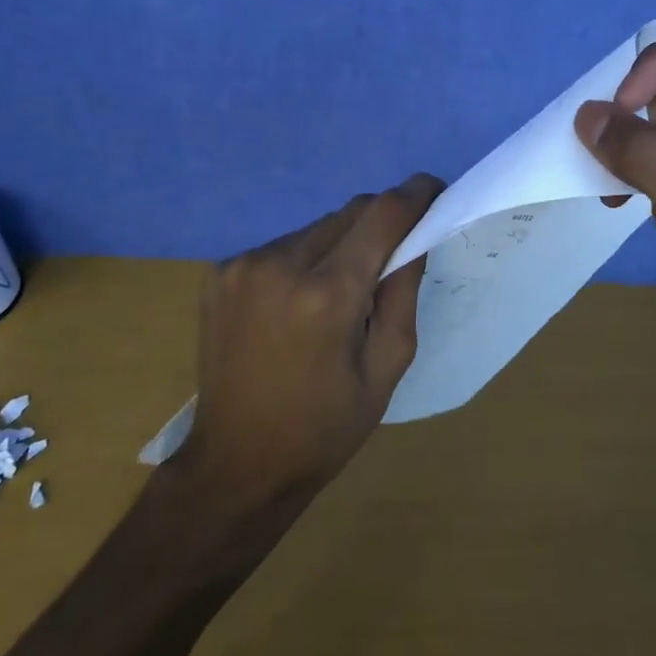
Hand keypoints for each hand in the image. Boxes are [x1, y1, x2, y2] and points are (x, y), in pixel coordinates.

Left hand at [178, 174, 443, 505]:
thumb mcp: (388, 366)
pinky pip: (283, 245)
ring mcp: (242, 264)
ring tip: (342, 289)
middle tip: (394, 254)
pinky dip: (305, 258)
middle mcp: (280, 264)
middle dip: (380, 223)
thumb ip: (404, 291)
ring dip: (341, 242)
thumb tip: (415, 236)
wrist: (236, 464)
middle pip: (349, 213)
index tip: (435, 191)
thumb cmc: (325, 426)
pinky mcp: (220, 272)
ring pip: (316, 226)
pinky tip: (301, 300)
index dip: (415, 195)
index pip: (383, 214)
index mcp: (327, 294)